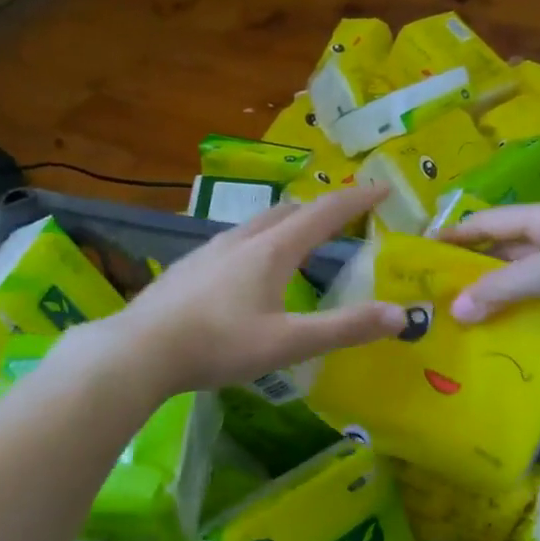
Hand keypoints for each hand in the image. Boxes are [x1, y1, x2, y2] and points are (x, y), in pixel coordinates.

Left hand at [101, 183, 406, 393]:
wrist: (139, 351)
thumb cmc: (218, 345)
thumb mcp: (288, 343)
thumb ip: (344, 328)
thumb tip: (401, 315)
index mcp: (271, 250)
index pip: (324, 213)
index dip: (356, 200)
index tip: (382, 189)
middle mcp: (241, 240)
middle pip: (288, 212)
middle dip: (320, 210)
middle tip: (342, 221)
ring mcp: (208, 250)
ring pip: (256, 225)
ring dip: (285, 225)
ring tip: (297, 243)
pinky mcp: (187, 267)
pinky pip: (232, 243)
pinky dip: (256, 244)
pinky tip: (245, 272)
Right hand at [441, 204, 539, 336]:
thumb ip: (502, 288)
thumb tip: (455, 311)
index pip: (487, 222)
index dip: (454, 235)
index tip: (421, 253)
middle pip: (504, 255)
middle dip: (472, 275)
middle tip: (435, 301)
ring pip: (524, 286)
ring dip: (498, 303)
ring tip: (460, 328)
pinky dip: (526, 322)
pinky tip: (503, 343)